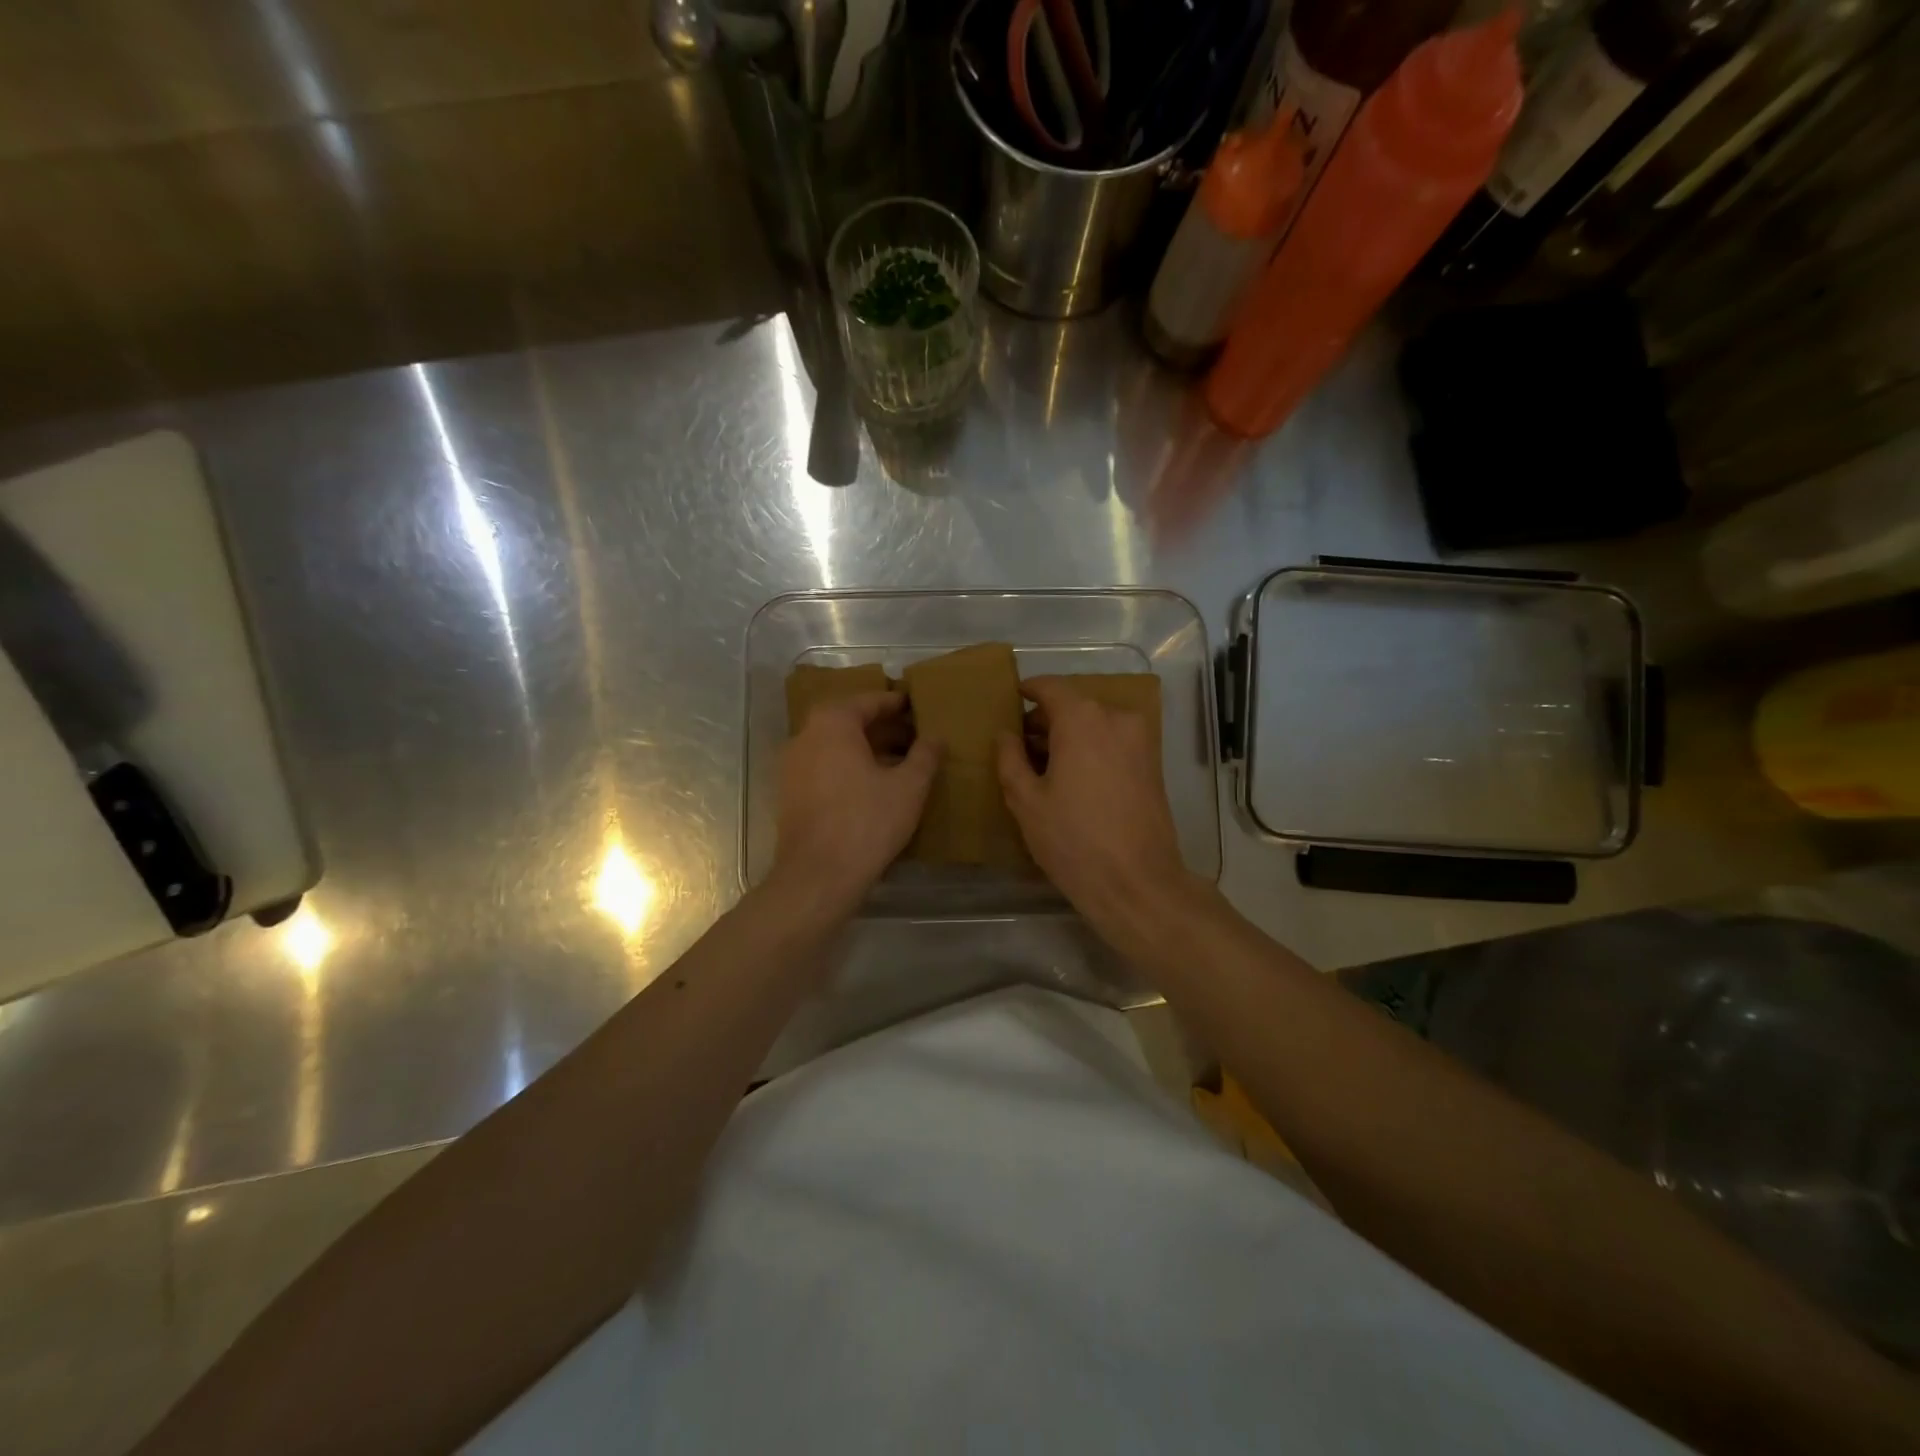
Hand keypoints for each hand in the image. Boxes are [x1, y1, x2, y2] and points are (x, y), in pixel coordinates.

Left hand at [774, 692, 938, 913]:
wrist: (818, 876)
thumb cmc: (867, 822)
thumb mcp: (909, 787)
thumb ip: (925, 755)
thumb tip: (936, 736)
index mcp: (833, 723)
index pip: (869, 701)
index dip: (897, 703)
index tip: (917, 706)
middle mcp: (805, 736)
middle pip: (849, 722)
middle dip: (882, 727)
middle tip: (914, 736)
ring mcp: (792, 766)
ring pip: (835, 746)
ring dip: (866, 749)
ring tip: (899, 762)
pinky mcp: (790, 793)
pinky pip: (824, 768)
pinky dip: (849, 768)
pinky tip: (874, 787)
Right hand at [995, 676, 1193, 936]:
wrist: (1137, 883)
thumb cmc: (1073, 840)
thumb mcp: (1026, 801)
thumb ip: (1010, 758)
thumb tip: (1006, 734)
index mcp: (1082, 718)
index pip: (1049, 687)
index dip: (1027, 691)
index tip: (1011, 699)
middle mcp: (1115, 718)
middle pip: (1074, 705)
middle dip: (1046, 720)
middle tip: (1020, 745)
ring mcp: (1140, 740)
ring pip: (1095, 724)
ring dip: (1069, 736)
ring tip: (1044, 766)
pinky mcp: (1153, 763)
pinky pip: (1113, 741)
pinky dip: (1091, 748)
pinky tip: (1073, 779)